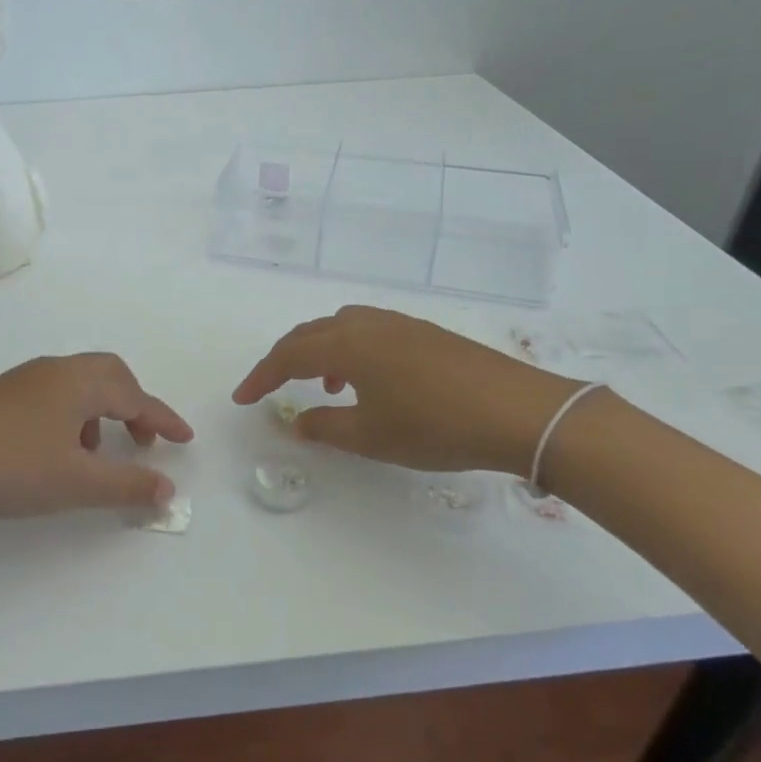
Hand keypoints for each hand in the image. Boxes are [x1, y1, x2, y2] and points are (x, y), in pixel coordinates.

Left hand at [0, 353, 193, 529]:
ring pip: (80, 384)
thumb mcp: (75, 483)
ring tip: (95, 456)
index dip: (163, 419)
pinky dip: (73, 415)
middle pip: (109, 375)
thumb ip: (127, 484)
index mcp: (77, 382)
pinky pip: (55, 393)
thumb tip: (168, 489)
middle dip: (133, 406)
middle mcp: (54, 370)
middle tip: (143, 442)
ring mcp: (24, 379)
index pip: (135, 396)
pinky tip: (57, 451)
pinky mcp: (1, 394)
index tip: (185, 439)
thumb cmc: (8, 468)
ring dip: (101, 412)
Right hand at [233, 306, 581, 474]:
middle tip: (270, 386)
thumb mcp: (372, 436)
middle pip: (310, 333)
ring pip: (340, 327)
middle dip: (284, 359)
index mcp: (346, 345)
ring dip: (319, 351)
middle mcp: (367, 325)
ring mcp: (399, 324)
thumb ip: (326, 428)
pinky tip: (369, 380)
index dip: (260, 376)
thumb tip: (297, 423)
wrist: (519, 411)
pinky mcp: (424, 333)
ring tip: (324, 386)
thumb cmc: (435, 425)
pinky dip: (350, 350)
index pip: (287, 355)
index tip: (242, 398)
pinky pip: (368, 331)